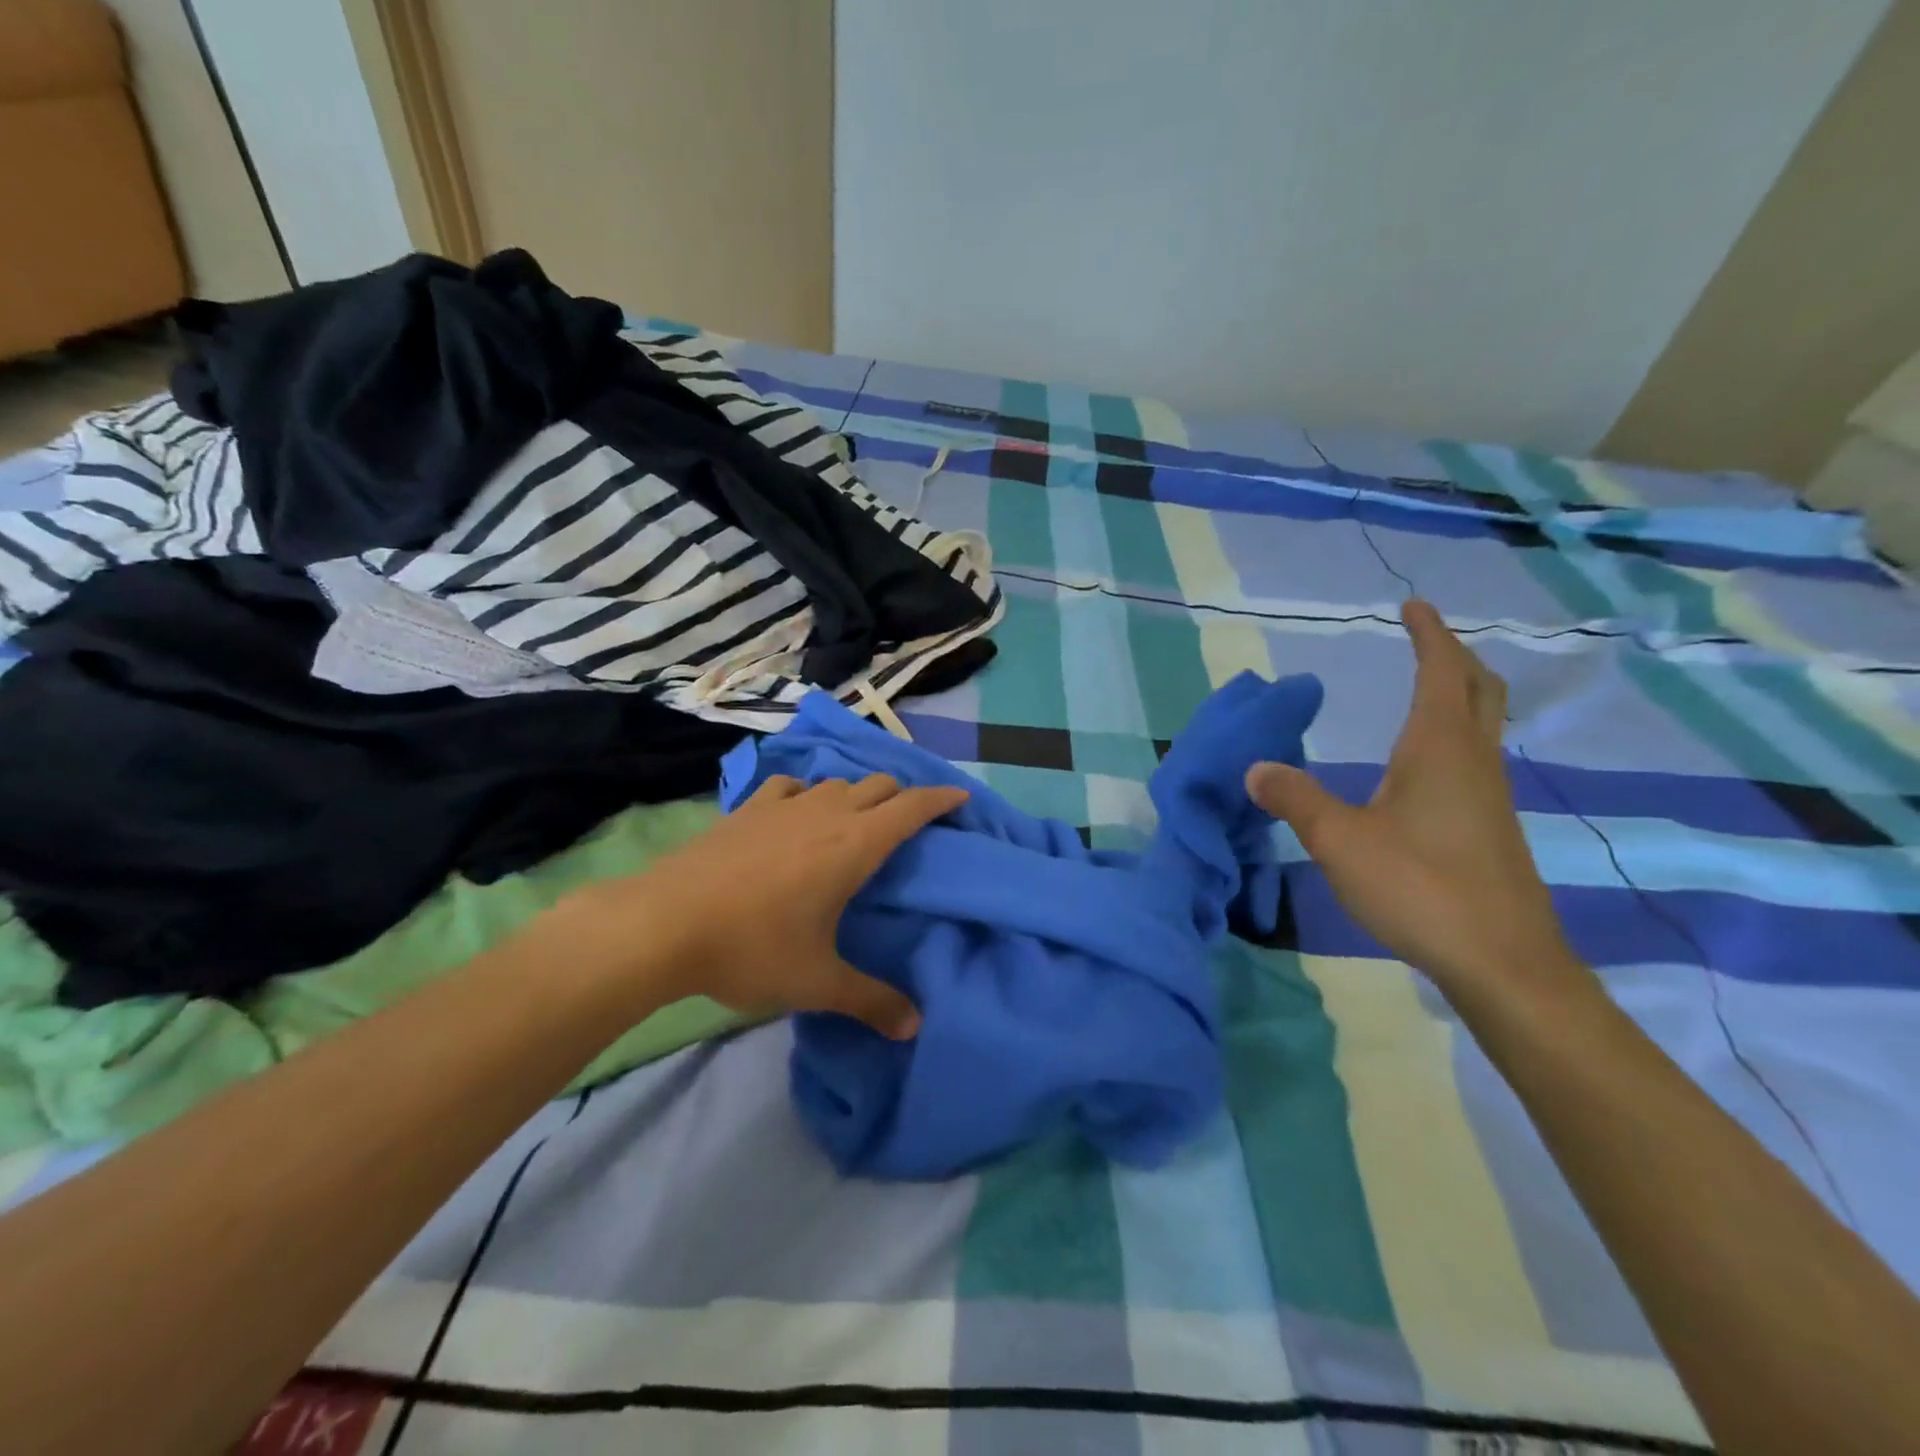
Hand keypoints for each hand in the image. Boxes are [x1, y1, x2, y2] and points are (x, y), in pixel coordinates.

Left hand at [561, 774, 966, 1037]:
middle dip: (902, 798)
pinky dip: (806, 793)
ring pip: (836, 783)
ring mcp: (784, 806)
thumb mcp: (817, 982)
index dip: (939, 800)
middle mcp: (826, 813)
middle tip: (910, 823)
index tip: (959, 798)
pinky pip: (789, 786)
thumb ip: (870, 1001)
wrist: (664, 924)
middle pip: (878, 786)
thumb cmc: (752, 948)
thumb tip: (914, 1028)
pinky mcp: (747, 809)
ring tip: (856, 821)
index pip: (911, 808)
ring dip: (856, 795)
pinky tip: (796, 812)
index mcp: (854, 845)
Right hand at [1245, 599, 1574, 992]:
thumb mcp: (1339, 840)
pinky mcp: (1491, 828)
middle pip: (1478, 690)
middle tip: (1424, 640)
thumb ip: (1295, 798)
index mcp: (1439, 749)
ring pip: (1481, 725)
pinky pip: (1475, 759)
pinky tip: (1424, 766)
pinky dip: (1454, 736)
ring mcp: (1489, 796)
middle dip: (1452, 657)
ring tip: (1423, 690)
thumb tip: (1255, 767)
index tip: (1412, 605)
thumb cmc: (1420, 887)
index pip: (1440, 671)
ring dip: (1458, 695)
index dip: (1428, 634)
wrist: (1502, 962)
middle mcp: (1472, 761)